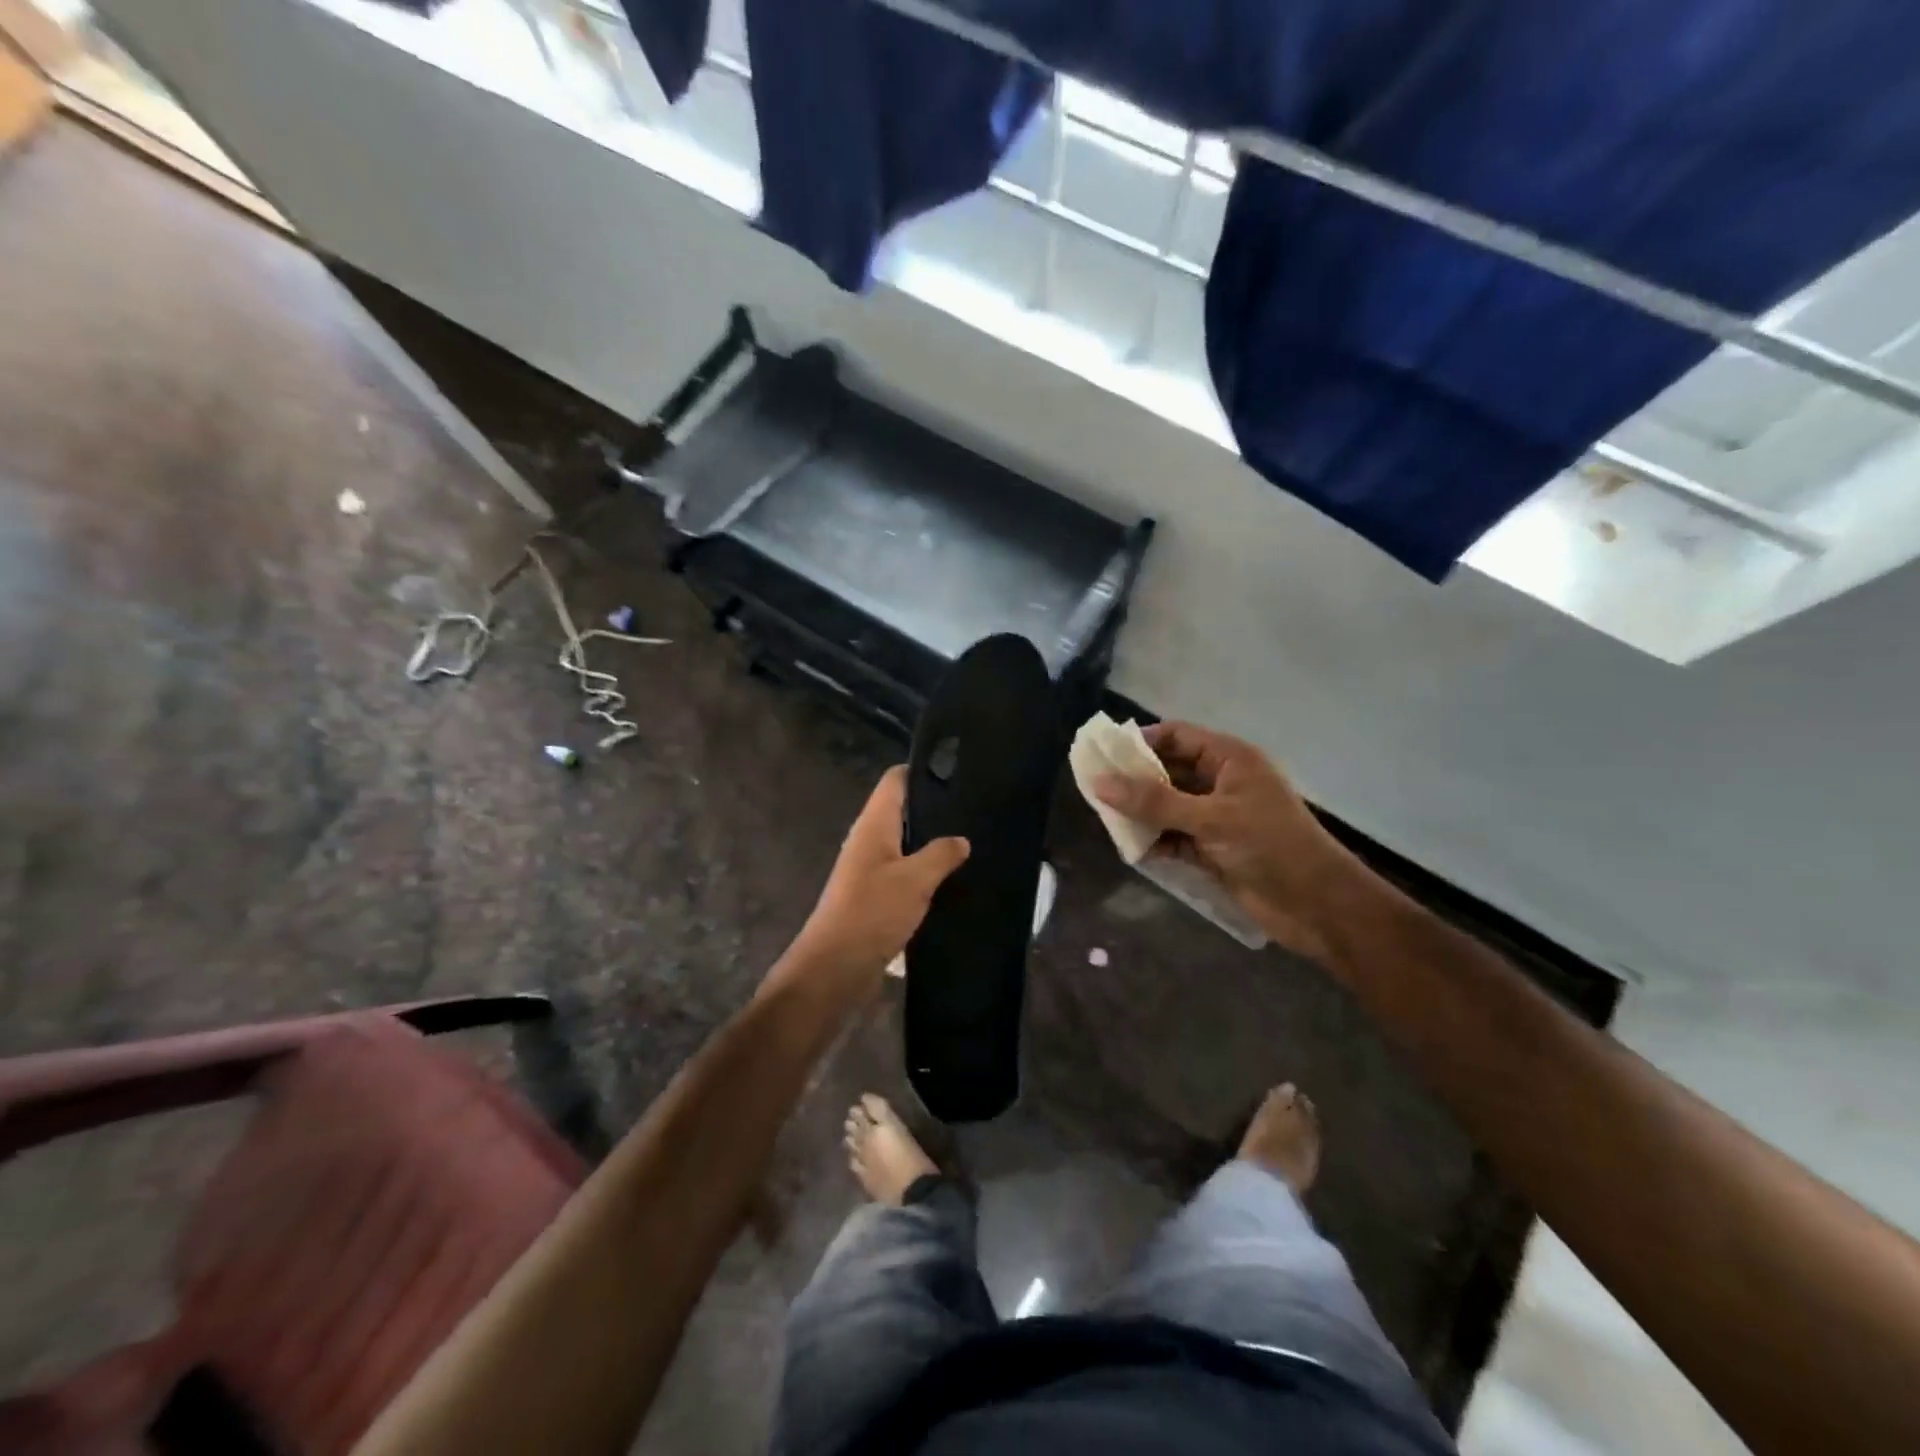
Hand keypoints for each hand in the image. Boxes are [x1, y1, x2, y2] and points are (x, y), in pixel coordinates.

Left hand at [784, 767, 968, 991]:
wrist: (836, 967)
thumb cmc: (872, 912)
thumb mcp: (914, 879)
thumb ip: (941, 854)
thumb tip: (961, 839)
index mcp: (873, 825)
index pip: (894, 781)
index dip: (921, 770)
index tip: (956, 770)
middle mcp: (869, 841)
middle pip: (901, 811)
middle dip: (934, 808)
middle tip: (974, 807)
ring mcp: (870, 870)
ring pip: (905, 845)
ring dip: (931, 843)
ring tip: (971, 839)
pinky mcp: (875, 898)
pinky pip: (905, 874)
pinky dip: (925, 873)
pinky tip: (953, 879)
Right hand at [1094, 722, 1365, 961]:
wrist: (1317, 905)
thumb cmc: (1269, 846)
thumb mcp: (1210, 819)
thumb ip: (1154, 802)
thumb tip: (1099, 783)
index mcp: (1229, 759)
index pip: (1176, 736)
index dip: (1141, 742)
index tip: (1103, 755)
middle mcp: (1221, 782)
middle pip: (1168, 771)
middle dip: (1134, 780)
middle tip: (1094, 789)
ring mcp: (1217, 816)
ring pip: (1168, 806)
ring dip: (1141, 813)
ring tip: (1105, 819)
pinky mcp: (1213, 848)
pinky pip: (1174, 836)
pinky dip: (1155, 841)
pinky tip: (1130, 848)